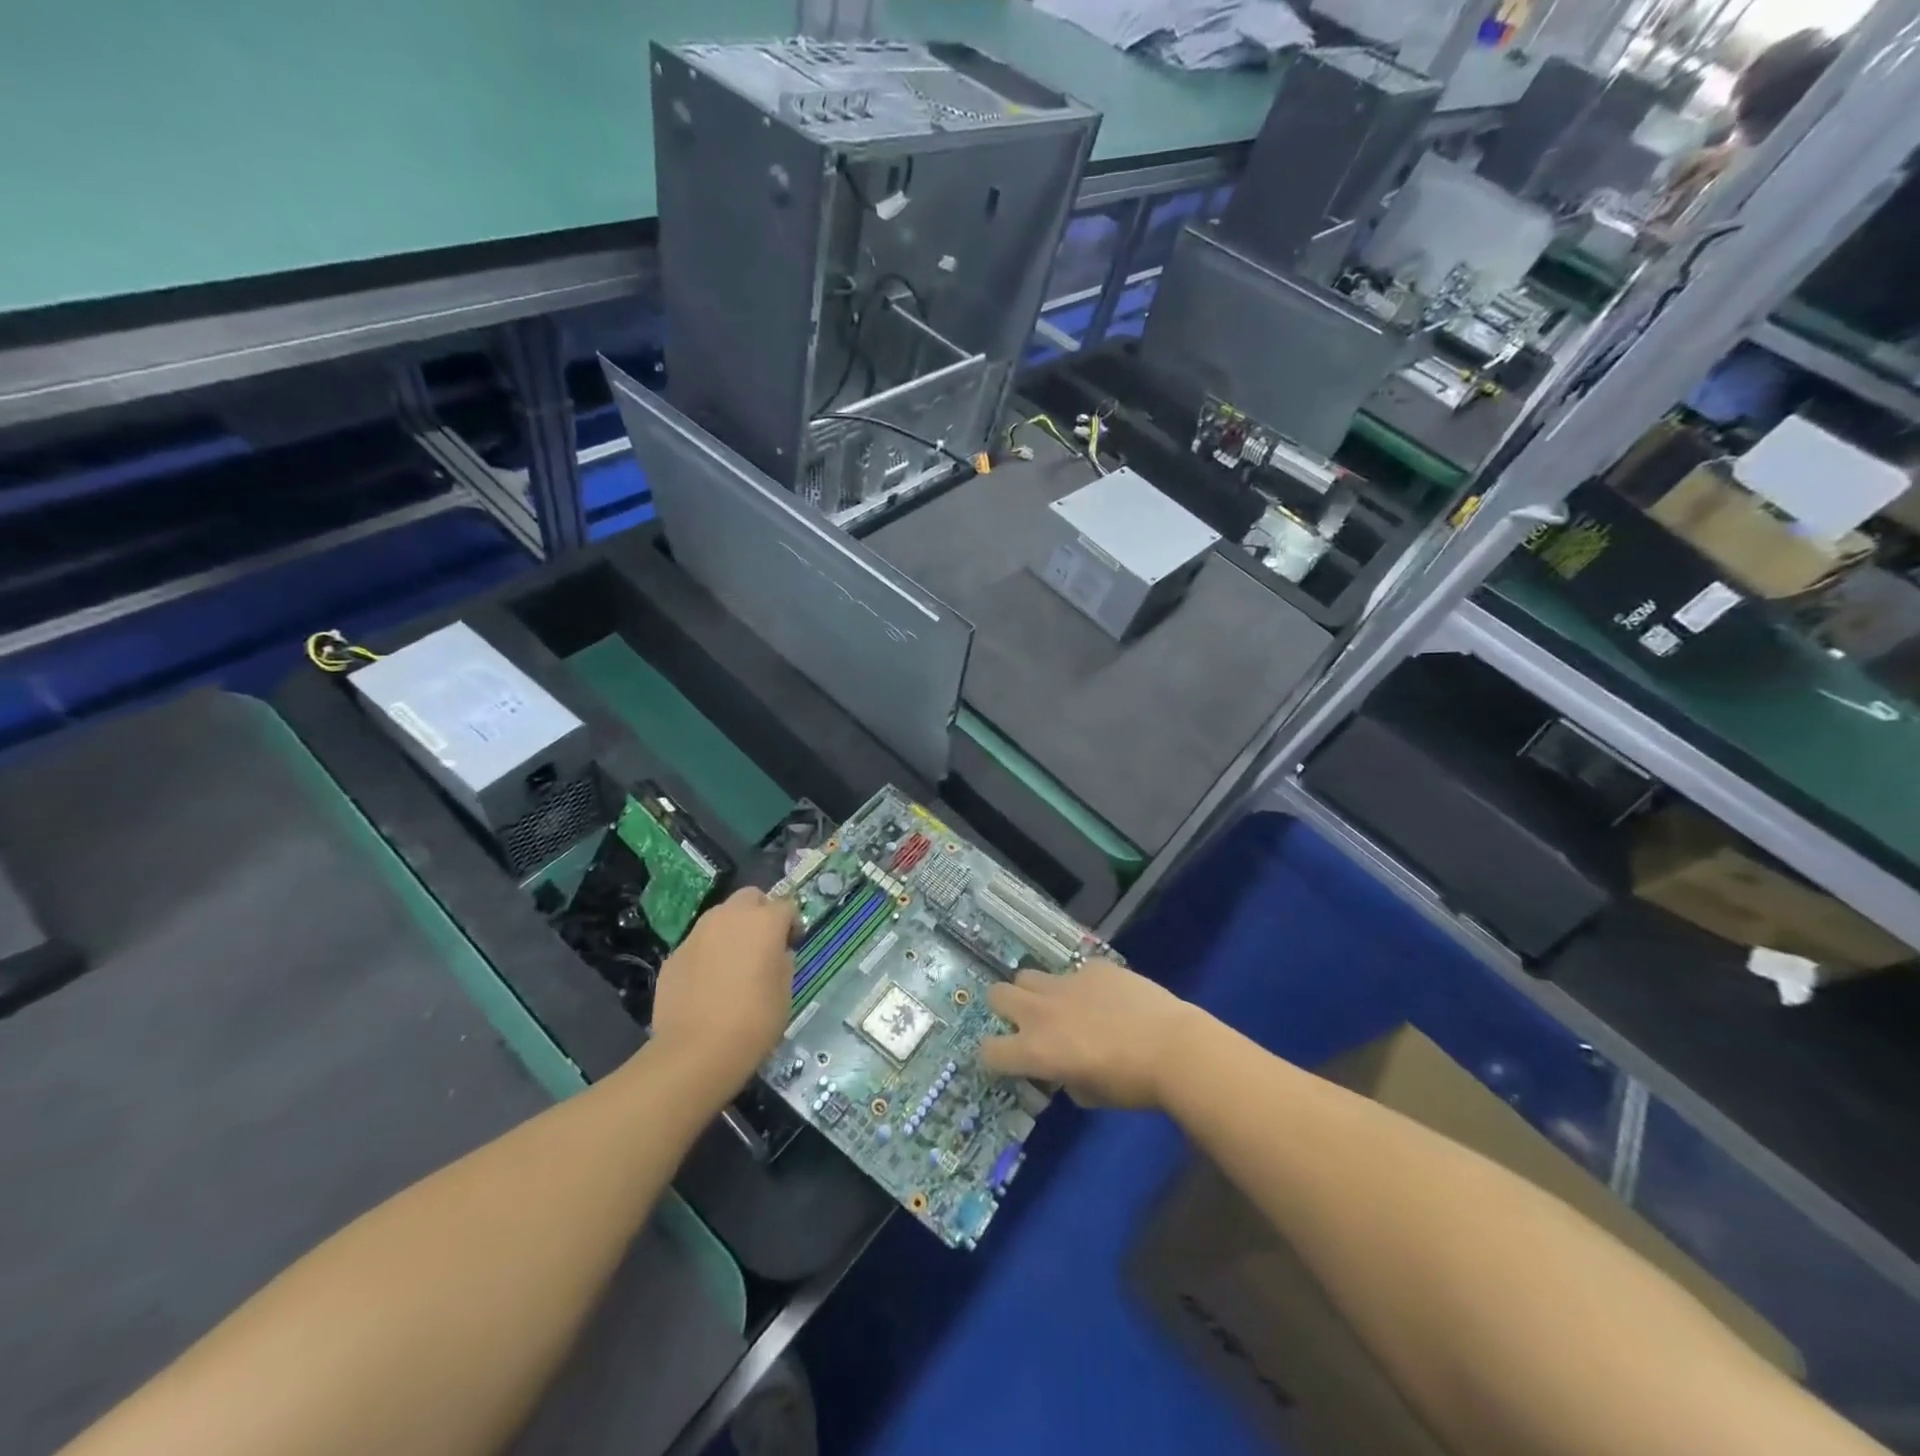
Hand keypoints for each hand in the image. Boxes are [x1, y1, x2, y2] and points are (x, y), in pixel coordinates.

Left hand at [647, 889, 795, 1096]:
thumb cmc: (754, 1021)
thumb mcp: (785, 992)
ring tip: (733, 965)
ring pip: (720, 917)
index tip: (791, 946)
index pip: (786, 906)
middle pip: (750, 897)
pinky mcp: (674, 955)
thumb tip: (775, 954)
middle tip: (763, 945)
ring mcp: (697, 933)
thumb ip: (783, 962)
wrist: (696, 1052)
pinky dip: (707, 954)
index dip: (792, 925)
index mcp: (764, 922)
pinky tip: (707, 985)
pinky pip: (698, 944)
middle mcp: (729, 917)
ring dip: (731, 930)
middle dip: (759, 913)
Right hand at [977, 959, 1197, 1109]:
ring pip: (1028, 975)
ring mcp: (1066, 983)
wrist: (1173, 1048)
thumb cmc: (1132, 1085)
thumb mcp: (1090, 1095)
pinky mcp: (1092, 967)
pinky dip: (1082, 985)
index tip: (1009, 1059)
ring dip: (1036, 991)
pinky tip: (1107, 997)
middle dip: (1005, 1008)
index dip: (995, 1056)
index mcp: (1036, 1050)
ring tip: (1061, 1004)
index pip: (989, 1050)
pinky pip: (1074, 971)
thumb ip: (1065, 1078)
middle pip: (996, 994)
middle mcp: (1041, 1012)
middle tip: (1027, 1022)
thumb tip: (1064, 1067)